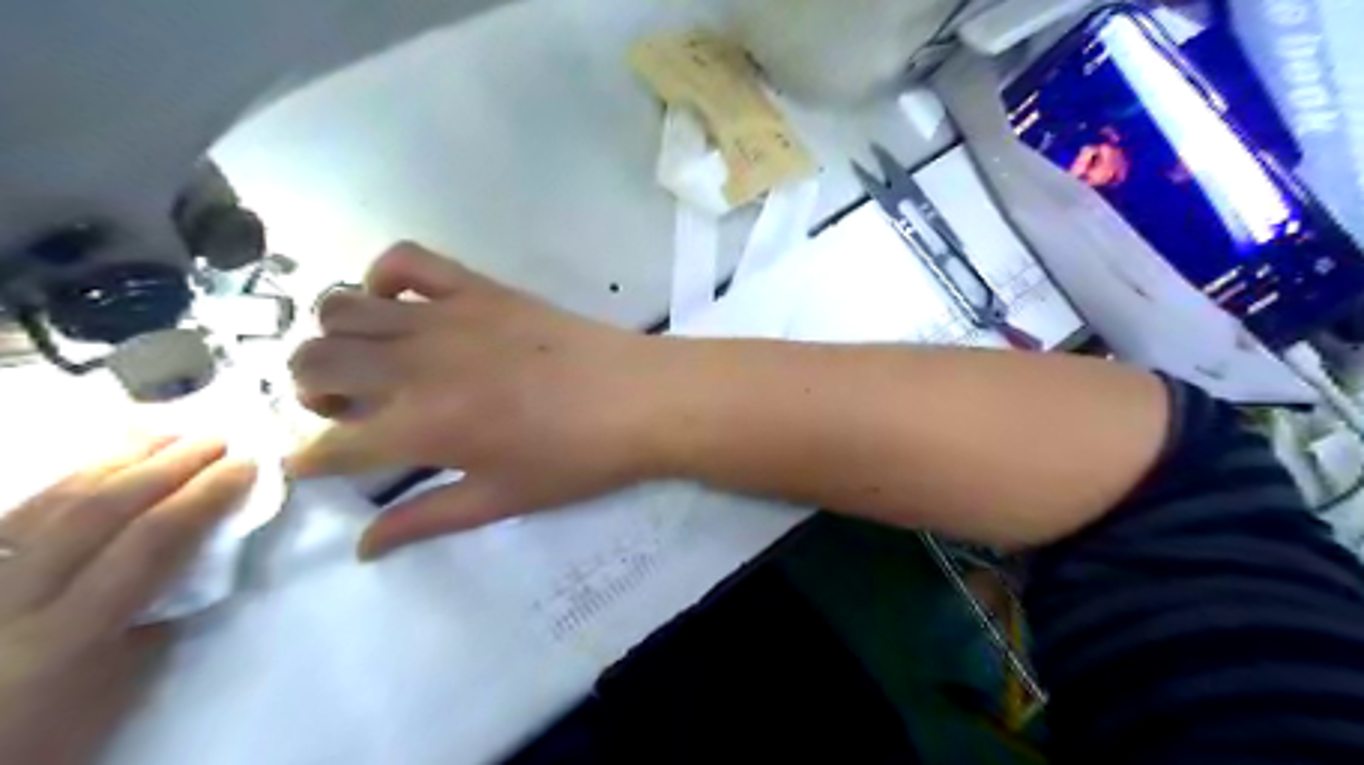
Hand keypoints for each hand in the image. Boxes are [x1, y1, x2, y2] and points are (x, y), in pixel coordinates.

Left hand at [0, 435, 255, 764]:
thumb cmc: (48, 737)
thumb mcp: (119, 690)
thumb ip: (155, 620)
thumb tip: (193, 563)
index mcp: (66, 634)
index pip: (149, 542)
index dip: (204, 496)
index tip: (248, 466)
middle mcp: (12, 598)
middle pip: (98, 510)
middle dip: (166, 465)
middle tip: (216, 438)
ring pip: (48, 502)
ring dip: (115, 460)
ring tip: (165, 434)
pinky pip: (16, 513)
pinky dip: (66, 479)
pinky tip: (99, 462)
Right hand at [287, 242, 670, 557]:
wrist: (638, 399)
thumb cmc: (575, 459)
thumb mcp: (500, 500)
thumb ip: (425, 520)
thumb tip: (362, 548)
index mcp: (419, 428)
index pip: (329, 444)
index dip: (310, 458)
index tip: (315, 462)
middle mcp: (415, 365)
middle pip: (313, 363)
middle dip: (310, 392)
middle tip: (351, 411)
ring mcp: (445, 317)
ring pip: (341, 308)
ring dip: (335, 337)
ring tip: (371, 362)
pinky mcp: (478, 287)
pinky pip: (406, 260)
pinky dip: (384, 276)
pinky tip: (402, 305)